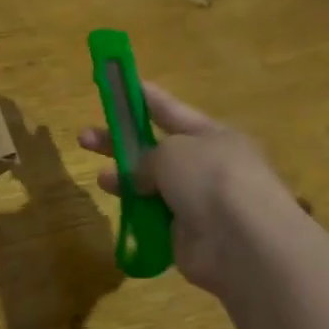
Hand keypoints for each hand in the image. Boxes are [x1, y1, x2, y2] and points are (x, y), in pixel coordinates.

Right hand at [77, 81, 288, 297]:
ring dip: (125, 178)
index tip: (121, 85)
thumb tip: (142, 177)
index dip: (145, 98)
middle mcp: (205, 165)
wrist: (243, 242)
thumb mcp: (172, 151)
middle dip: (120, 141)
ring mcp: (197, 201)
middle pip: (155, 148)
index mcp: (210, 135)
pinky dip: (136, 212)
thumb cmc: (210, 178)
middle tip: (84, 137)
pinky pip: (154, 217)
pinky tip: (119, 208)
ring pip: (151, 184)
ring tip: (101, 178)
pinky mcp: (186, 234)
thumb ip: (147, 157)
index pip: (171, 111)